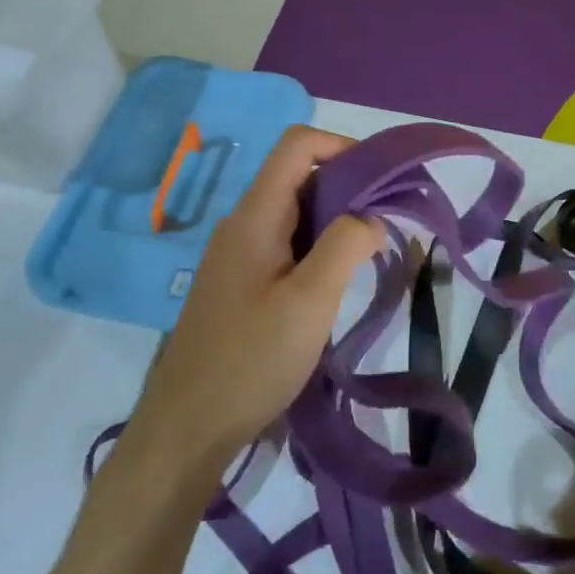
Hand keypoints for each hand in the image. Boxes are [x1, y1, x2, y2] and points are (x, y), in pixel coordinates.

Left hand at [134, 127, 384, 459]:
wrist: (187, 427)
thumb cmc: (251, 360)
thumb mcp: (310, 300)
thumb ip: (346, 246)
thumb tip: (372, 216)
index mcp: (254, 217)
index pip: (297, 146)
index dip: (343, 148)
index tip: (382, 182)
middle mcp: (241, 225)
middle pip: (298, 177)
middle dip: (348, 188)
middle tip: (386, 225)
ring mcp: (238, 256)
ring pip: (295, 214)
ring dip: (336, 223)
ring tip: (369, 257)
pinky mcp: (240, 285)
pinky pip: (285, 246)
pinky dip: (318, 250)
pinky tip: (336, 285)